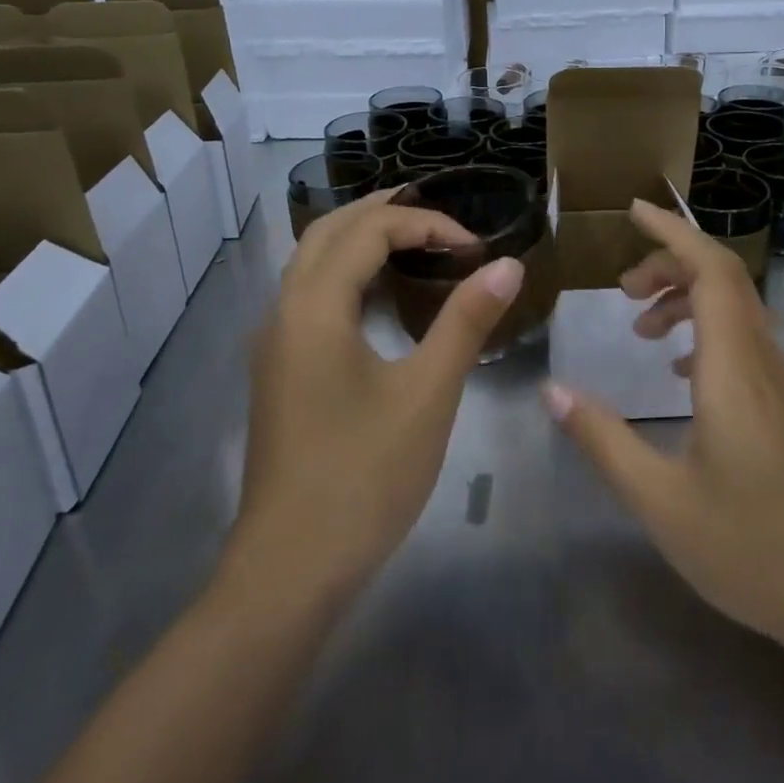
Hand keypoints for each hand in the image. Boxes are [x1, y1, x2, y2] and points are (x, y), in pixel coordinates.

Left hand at [232, 192, 523, 608]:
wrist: (290, 569)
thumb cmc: (364, 476)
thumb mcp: (429, 393)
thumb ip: (467, 321)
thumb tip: (508, 265)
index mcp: (314, 307)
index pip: (369, 230)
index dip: (426, 225)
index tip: (476, 249)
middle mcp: (284, 311)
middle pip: (329, 231)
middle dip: (384, 213)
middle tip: (440, 219)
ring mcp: (275, 343)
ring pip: (313, 262)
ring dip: (361, 240)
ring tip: (416, 242)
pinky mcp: (280, 371)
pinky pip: (311, 295)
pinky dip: (348, 274)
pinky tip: (383, 299)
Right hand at [544, 199, 783, 648]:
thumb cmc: (748, 547)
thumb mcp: (658, 499)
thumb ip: (602, 438)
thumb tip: (553, 389)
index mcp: (732, 368)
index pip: (710, 269)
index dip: (672, 231)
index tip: (634, 210)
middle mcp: (763, 360)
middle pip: (723, 278)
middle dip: (670, 263)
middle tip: (622, 289)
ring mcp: (783, 382)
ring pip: (736, 307)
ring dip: (687, 297)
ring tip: (641, 326)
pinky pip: (745, 339)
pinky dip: (707, 328)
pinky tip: (679, 369)